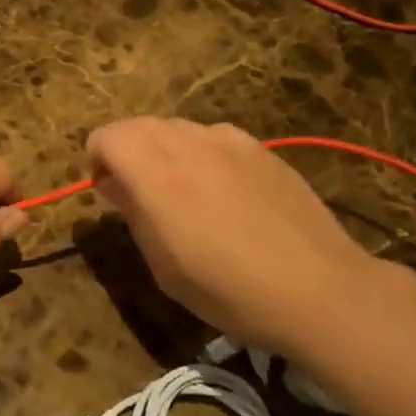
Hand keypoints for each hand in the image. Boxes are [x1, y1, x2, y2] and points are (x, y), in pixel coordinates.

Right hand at [87, 118, 379, 353]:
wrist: (317, 289)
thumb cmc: (228, 290)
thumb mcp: (164, 266)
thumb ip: (134, 214)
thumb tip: (115, 185)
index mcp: (156, 174)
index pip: (108, 136)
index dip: (98, 159)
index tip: (108, 192)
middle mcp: (190, 145)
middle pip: (140, 125)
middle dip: (128, 152)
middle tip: (139, 194)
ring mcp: (230, 142)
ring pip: (178, 127)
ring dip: (164, 150)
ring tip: (183, 192)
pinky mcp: (261, 149)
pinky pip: (215, 137)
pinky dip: (201, 152)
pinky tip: (223, 191)